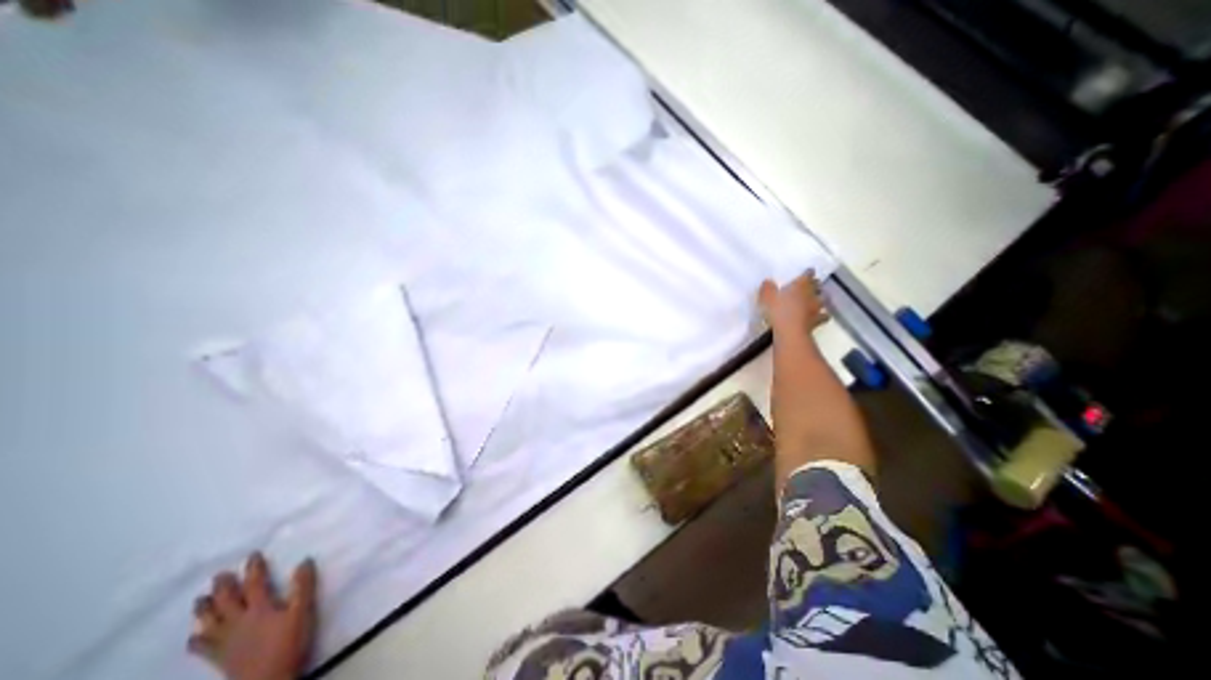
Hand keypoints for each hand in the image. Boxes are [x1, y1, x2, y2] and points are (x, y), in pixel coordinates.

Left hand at [187, 552, 318, 679]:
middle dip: (223, 587)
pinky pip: (203, 647)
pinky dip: (197, 639)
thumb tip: (304, 561)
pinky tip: (194, 636)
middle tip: (219, 575)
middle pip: (227, 602)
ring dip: (204, 610)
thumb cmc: (288, 642)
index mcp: (259, 609)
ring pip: (210, 622)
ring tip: (200, 600)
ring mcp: (225, 641)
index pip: (255, 584)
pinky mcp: (219, 657)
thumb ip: (303, 586)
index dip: (254, 569)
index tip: (252, 555)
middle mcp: (238, 622)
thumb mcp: (302, 612)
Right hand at [755, 272, 834, 335]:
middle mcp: (811, 294)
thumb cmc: (778, 311)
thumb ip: (767, 288)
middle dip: (815, 285)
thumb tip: (768, 282)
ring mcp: (816, 308)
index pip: (807, 275)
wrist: (790, 332)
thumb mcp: (766, 297)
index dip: (807, 273)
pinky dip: (822, 315)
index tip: (808, 271)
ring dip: (820, 298)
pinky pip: (823, 316)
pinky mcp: (817, 321)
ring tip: (818, 299)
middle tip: (812, 284)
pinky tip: (819, 316)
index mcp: (800, 285)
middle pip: (817, 286)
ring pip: (823, 300)